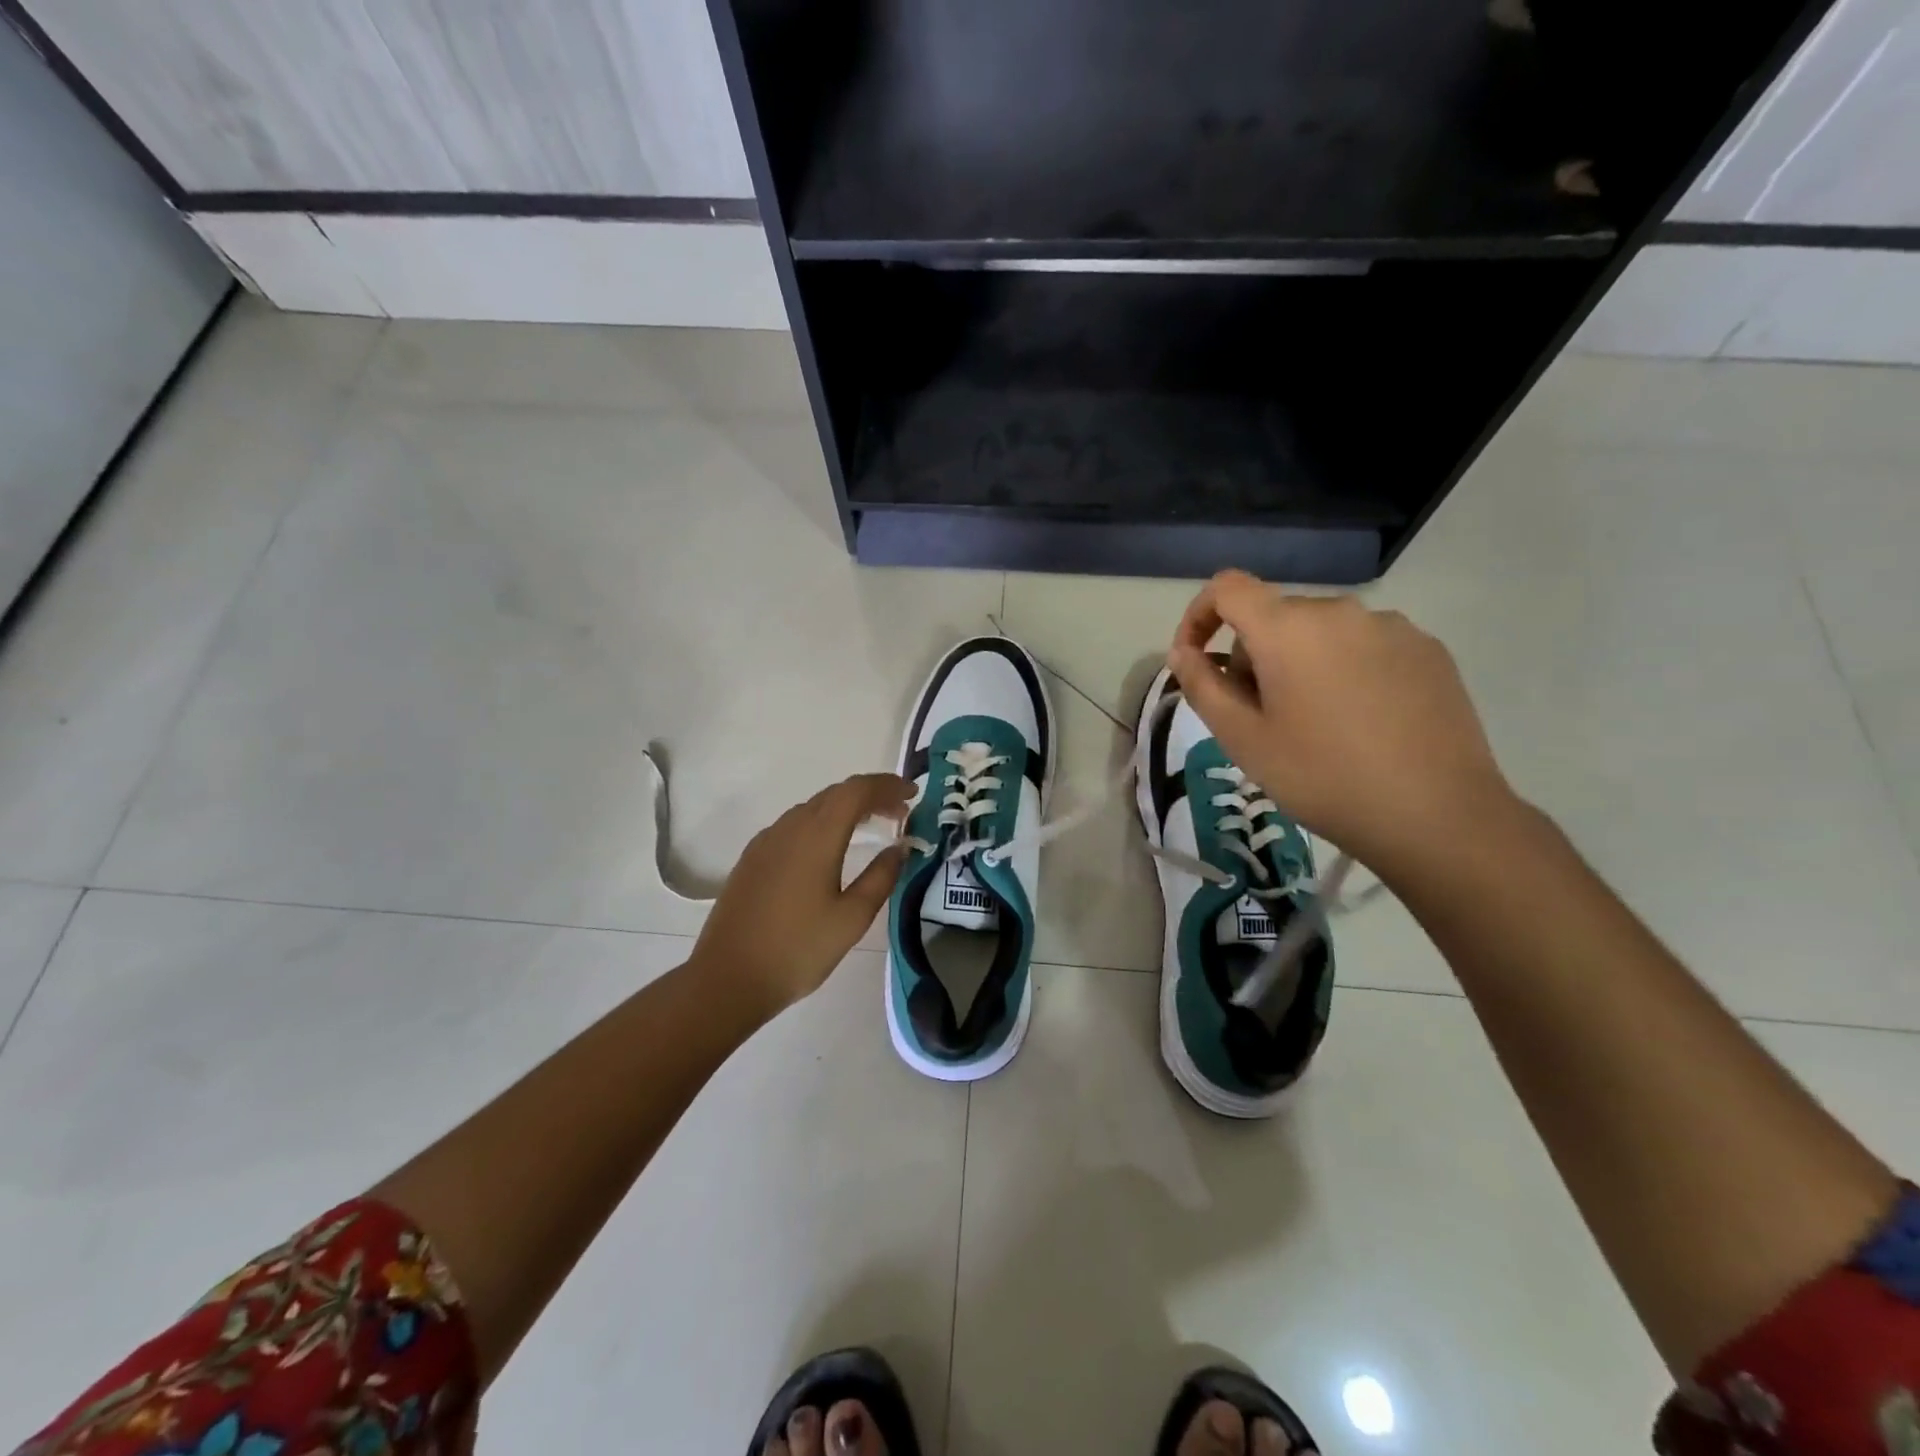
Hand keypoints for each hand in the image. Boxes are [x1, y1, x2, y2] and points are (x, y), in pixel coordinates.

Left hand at [692, 772, 912, 1015]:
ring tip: (871, 827)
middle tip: (900, 813)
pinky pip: (794, 825)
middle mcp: (790, 827)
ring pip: (813, 808)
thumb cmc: (798, 950)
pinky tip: (829, 848)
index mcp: (817, 836)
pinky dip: (822, 823)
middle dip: (871, 796)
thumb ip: (881, 877)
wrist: (727, 979)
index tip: (913, 794)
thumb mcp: (852, 918)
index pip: (857, 790)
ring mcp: (766, 842)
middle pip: (835, 794)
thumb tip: (900, 847)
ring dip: (846, 809)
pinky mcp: (752, 858)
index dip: (887, 785)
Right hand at [1168, 571, 1517, 876]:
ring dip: (1298, 663)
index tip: (1196, 660)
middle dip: (1252, 655)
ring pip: (1321, 632)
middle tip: (1257, 716)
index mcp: (1288, 627)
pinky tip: (1359, 722)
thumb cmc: (1321, 777)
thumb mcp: (1243, 739)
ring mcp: (1392, 627)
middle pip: (1274, 615)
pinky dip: (1344, 669)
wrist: (1436, 815)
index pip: (1227, 588)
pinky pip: (1365, 645)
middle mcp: (1340, 611)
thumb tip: (1183, 653)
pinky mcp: (1428, 650)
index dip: (1199, 616)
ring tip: (1312, 723)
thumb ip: (1202, 686)